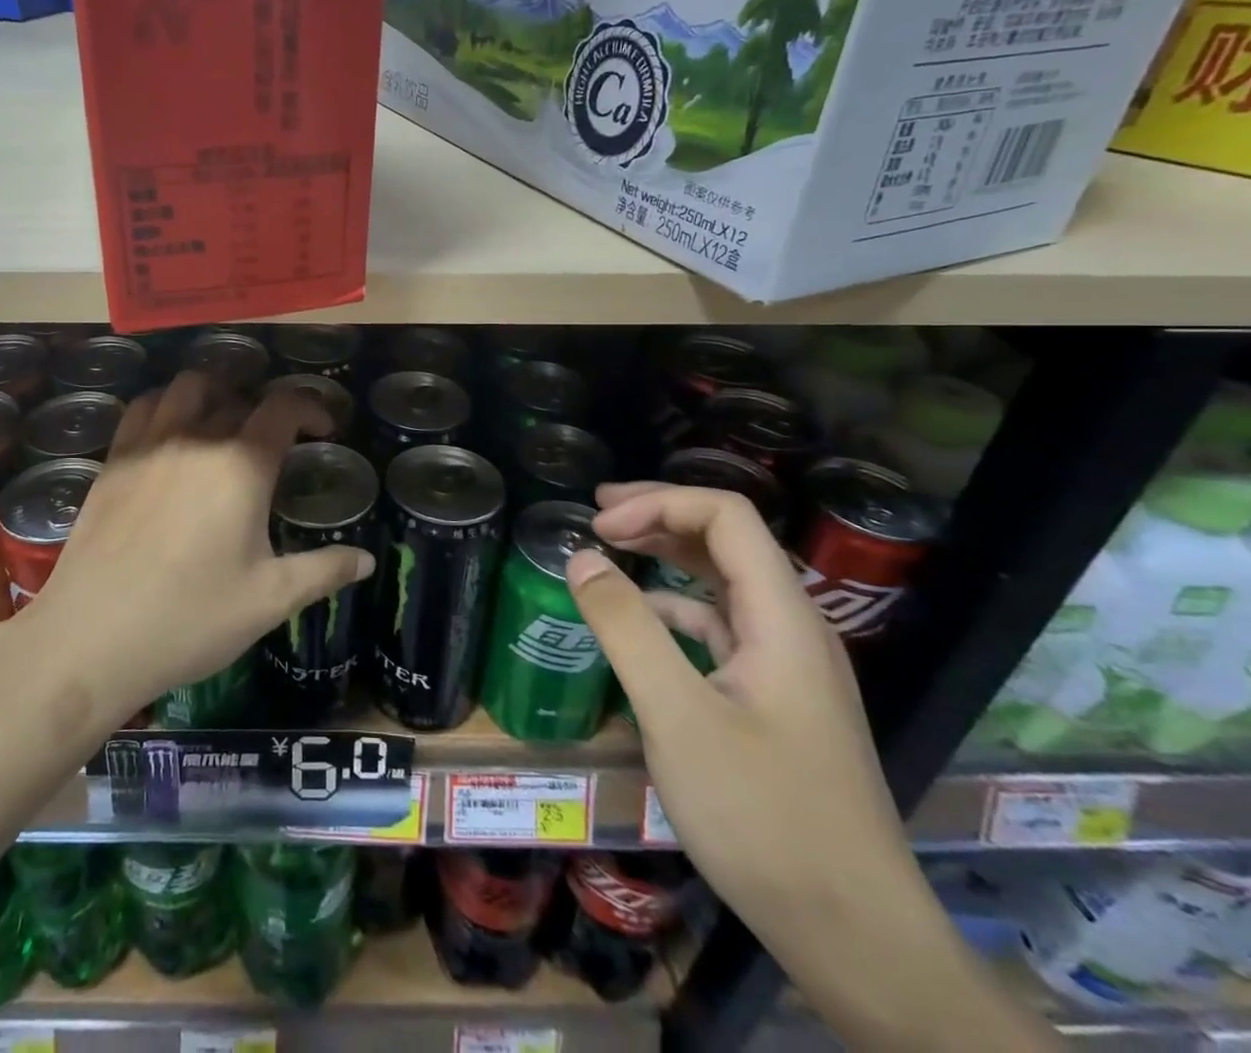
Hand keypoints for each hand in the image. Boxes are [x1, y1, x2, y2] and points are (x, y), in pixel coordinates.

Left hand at [23, 370, 375, 719]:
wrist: (91, 639)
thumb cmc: (190, 619)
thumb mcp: (269, 600)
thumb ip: (323, 571)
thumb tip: (366, 561)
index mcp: (240, 465)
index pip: (283, 407)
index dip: (311, 408)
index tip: (324, 429)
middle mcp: (195, 438)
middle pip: (237, 396)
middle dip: (265, 409)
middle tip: (274, 442)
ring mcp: (147, 445)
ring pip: (186, 388)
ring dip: (214, 394)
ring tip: (223, 423)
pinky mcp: (112, 460)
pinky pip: (143, 408)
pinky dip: (166, 405)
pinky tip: (171, 435)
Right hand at [568, 483, 1056, 1049]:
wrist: (855, 935)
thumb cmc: (763, 817)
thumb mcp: (676, 716)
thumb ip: (626, 628)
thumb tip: (582, 557)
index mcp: (783, 619)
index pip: (726, 517)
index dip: (658, 503)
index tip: (598, 526)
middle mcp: (795, 629)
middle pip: (729, 540)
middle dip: (660, 516)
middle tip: (596, 516)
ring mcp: (790, 667)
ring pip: (726, 583)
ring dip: (668, 556)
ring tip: (612, 551)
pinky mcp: (778, 700)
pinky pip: (724, 628)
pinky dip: (678, 608)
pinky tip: (644, 623)